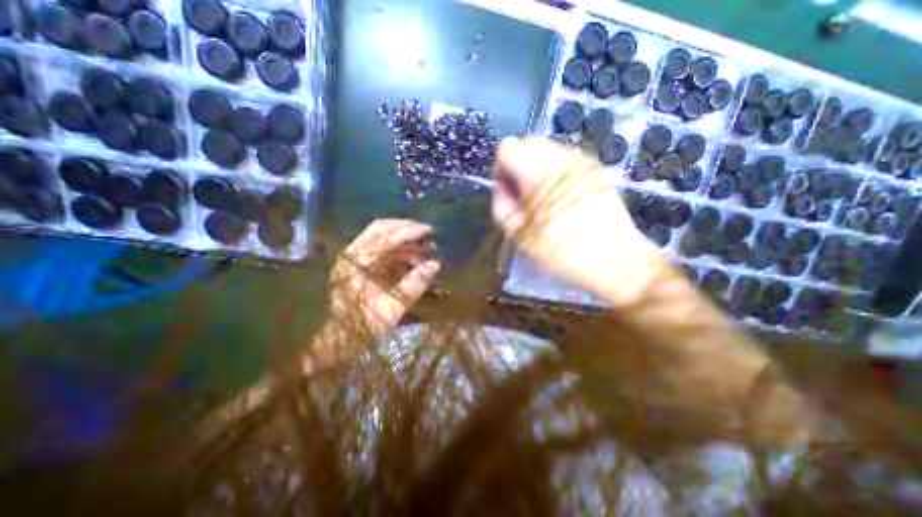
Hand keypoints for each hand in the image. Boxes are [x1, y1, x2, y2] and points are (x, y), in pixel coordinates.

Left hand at [329, 218, 440, 336]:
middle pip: (380, 229)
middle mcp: (352, 255)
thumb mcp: (393, 307)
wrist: (343, 338)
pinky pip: (383, 248)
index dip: (406, 232)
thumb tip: (435, 264)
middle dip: (405, 228)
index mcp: (354, 265)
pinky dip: (400, 249)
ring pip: (382, 237)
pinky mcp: (362, 263)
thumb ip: (414, 284)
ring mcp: (355, 258)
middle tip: (427, 233)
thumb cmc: (365, 325)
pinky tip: (414, 256)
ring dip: (405, 239)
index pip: (382, 239)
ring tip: (425, 247)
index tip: (428, 230)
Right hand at [490, 137, 655, 300]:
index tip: (508, 190)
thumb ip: (501, 204)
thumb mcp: (519, 235)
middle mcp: (561, 158)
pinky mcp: (595, 169)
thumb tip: (500, 185)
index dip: (501, 168)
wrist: (616, 261)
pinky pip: (565, 160)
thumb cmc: (561, 252)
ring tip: (544, 199)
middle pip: (527, 143)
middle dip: (518, 166)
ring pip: (546, 149)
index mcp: (538, 173)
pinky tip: (562, 197)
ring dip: (536, 169)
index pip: (507, 148)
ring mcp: (582, 161)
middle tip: (524, 197)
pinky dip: (555, 172)